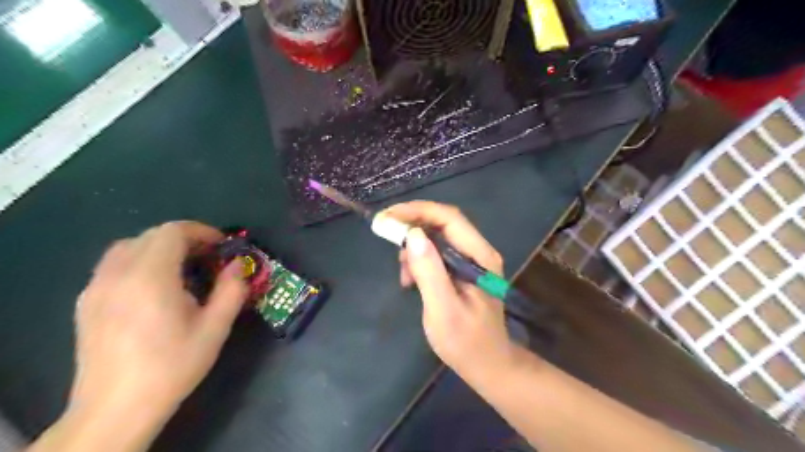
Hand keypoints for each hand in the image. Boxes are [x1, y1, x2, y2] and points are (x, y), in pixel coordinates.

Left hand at [68, 222, 245, 430]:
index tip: (221, 247)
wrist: (116, 408)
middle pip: (152, 235)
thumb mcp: (215, 328)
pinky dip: (139, 261)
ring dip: (160, 248)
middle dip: (185, 239)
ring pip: (129, 246)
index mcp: (151, 277)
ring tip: (181, 270)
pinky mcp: (86, 302)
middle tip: (208, 259)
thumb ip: (232, 290)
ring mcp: (96, 288)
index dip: (202, 232)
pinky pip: (114, 265)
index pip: (173, 232)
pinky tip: (153, 288)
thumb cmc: (172, 366)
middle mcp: (117, 274)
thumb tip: (237, 265)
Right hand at [385, 202, 514, 380]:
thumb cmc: (466, 342)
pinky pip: (437, 252)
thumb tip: (413, 235)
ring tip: (402, 270)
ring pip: (438, 236)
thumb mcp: (443, 310)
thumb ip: (430, 272)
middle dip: (412, 223)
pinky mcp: (461, 270)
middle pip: (443, 222)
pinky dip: (419, 259)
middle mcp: (478, 251)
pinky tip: (410, 279)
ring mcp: (471, 260)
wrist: (487, 364)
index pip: (449, 218)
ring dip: (415, 245)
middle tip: (385, 231)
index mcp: (480, 256)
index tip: (388, 216)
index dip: (418, 211)